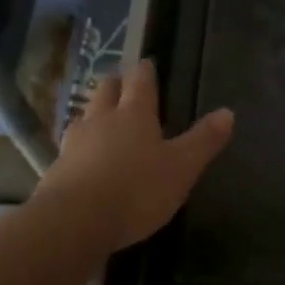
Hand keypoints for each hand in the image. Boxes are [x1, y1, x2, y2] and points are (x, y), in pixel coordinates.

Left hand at [34, 60, 234, 251]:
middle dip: (116, 84)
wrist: (74, 221)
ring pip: (84, 116)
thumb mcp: (182, 167)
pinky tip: (83, 156)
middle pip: (106, 91)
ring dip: (94, 112)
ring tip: (101, 116)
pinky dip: (80, 145)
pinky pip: (70, 147)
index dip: (145, 71)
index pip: (140, 82)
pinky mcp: (56, 169)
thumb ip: (204, 140)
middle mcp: (101, 120)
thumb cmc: (136, 190)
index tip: (146, 63)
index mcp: (135, 114)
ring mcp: (74, 143)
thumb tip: (228, 112)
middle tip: (122, 83)